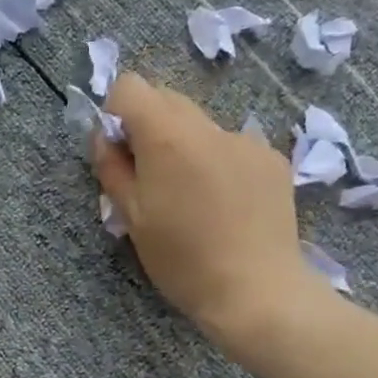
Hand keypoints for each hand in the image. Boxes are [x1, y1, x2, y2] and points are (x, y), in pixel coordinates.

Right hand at [93, 72, 322, 349]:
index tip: (120, 152)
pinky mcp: (273, 159)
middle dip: (149, 128)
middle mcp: (209, 126)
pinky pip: (232, 146)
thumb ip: (112, 169)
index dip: (116, 114)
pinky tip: (225, 205)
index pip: (130, 87)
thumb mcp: (132, 218)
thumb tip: (104, 138)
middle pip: (167, 100)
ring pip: (201, 126)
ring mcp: (247, 140)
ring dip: (186, 147)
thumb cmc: (182, 260)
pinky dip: (218, 163)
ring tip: (192, 198)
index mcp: (168, 137)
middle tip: (150, 178)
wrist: (256, 290)